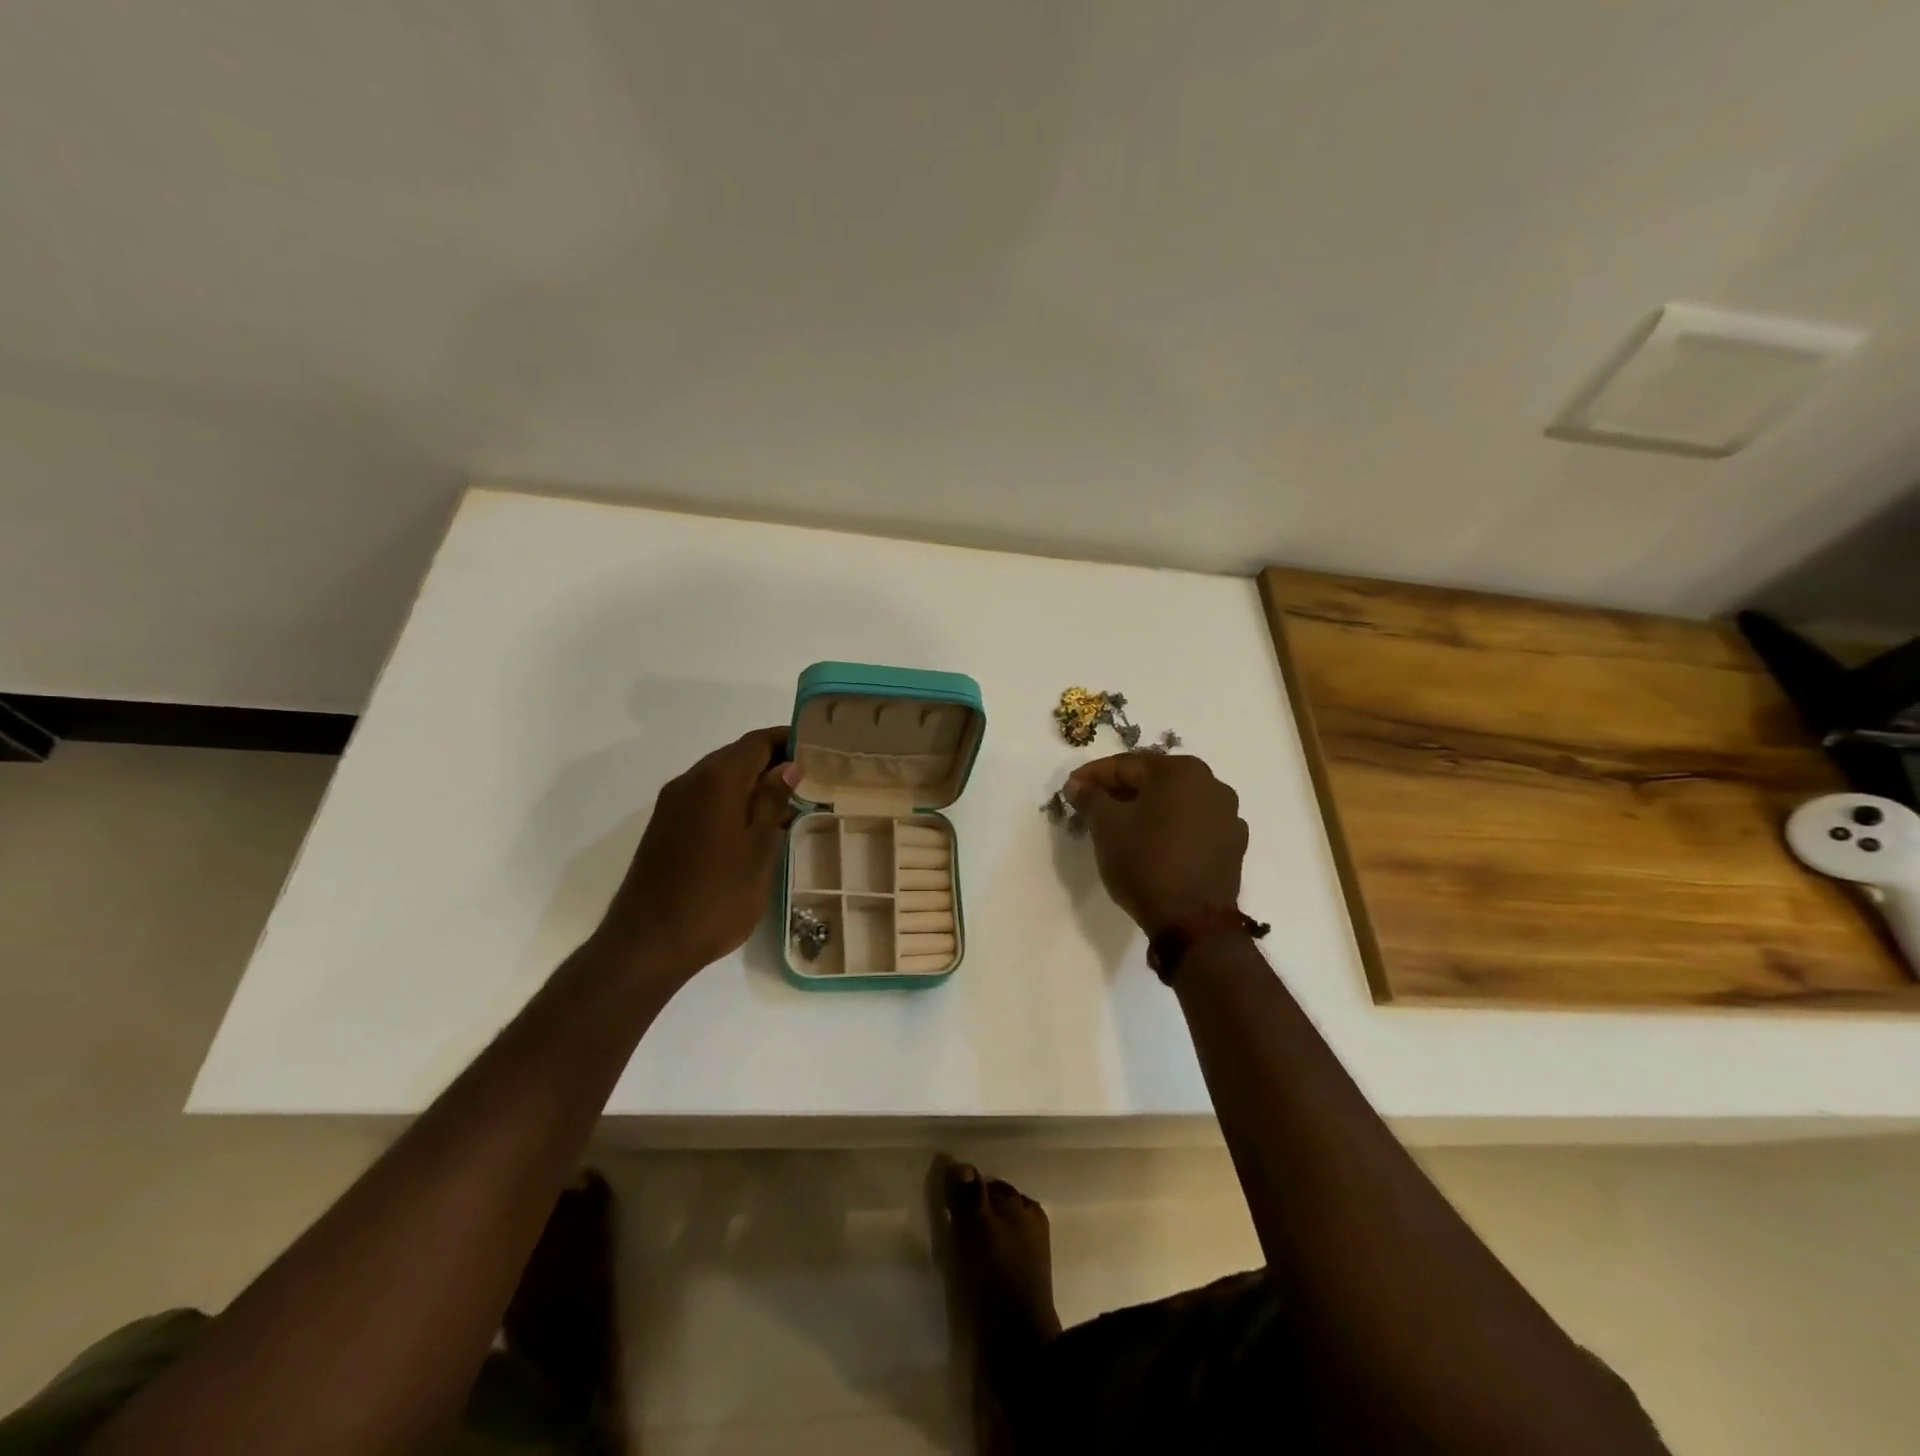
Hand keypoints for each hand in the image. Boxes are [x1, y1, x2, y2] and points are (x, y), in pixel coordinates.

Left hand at [594, 726, 800, 979]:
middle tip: (810, 779)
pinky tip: (752, 826)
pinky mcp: (664, 828)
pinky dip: (731, 800)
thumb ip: (772, 801)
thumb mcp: (758, 849)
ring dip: (752, 783)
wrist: (648, 943)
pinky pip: (704, 798)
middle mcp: (690, 781)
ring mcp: (671, 805)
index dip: (788, 740)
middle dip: (772, 761)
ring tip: (788, 804)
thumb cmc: (716, 897)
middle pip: (736, 755)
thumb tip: (788, 766)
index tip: (818, 750)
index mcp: (717, 780)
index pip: (757, 741)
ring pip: (719, 778)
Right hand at [1064, 753, 1247, 936]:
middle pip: (1153, 781)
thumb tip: (1078, 784)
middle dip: (1119, 791)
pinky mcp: (1232, 846)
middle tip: (1091, 806)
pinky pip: (1191, 826)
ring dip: (1145, 809)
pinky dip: (1168, 828)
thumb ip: (1090, 797)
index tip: (1071, 789)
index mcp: (1181, 771)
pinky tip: (1150, 845)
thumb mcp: (1107, 826)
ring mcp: (1227, 816)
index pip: (1126, 765)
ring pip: (1174, 803)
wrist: (1193, 923)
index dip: (1093, 776)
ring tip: (1119, 827)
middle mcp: (1211, 784)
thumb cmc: (1146, 862)